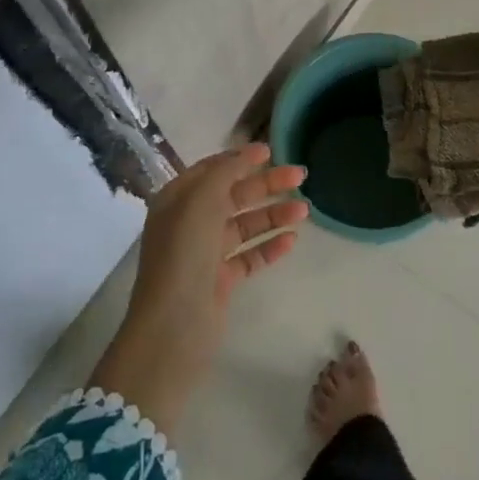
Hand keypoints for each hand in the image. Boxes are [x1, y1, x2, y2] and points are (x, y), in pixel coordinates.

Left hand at [90, 144, 307, 432]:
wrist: (173, 328)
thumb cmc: (184, 254)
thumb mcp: (201, 200)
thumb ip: (225, 171)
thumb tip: (247, 155)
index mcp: (177, 200)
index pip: (212, 170)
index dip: (240, 158)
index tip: (271, 151)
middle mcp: (190, 223)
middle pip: (234, 195)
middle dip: (266, 184)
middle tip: (300, 176)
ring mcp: (205, 253)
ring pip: (245, 225)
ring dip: (274, 215)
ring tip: (305, 210)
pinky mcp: (220, 281)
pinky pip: (249, 256)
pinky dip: (269, 246)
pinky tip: (292, 240)